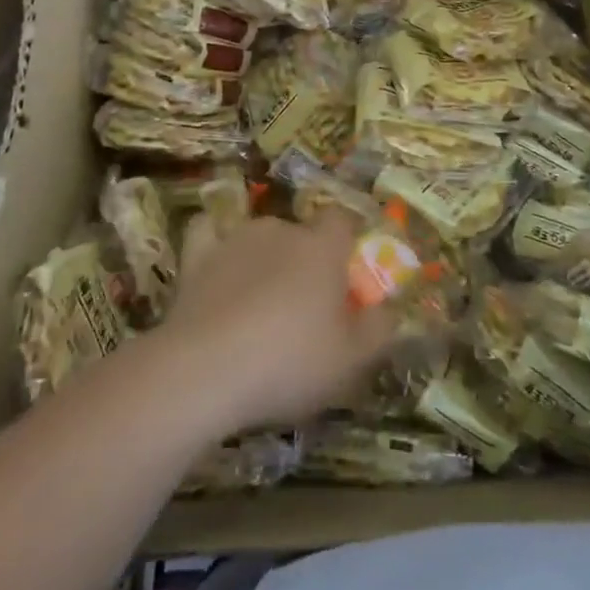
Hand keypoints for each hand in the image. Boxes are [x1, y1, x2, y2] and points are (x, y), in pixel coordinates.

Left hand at [156, 210, 395, 438]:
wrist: (205, 369)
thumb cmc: (289, 361)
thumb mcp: (351, 361)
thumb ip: (380, 331)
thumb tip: (391, 311)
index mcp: (323, 247)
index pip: (342, 221)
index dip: (347, 242)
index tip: (347, 274)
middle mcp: (282, 230)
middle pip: (301, 232)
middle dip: (305, 259)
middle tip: (304, 306)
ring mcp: (236, 239)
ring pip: (259, 236)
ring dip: (264, 259)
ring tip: (258, 304)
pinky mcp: (197, 256)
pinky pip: (209, 234)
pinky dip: (214, 244)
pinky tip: (216, 265)